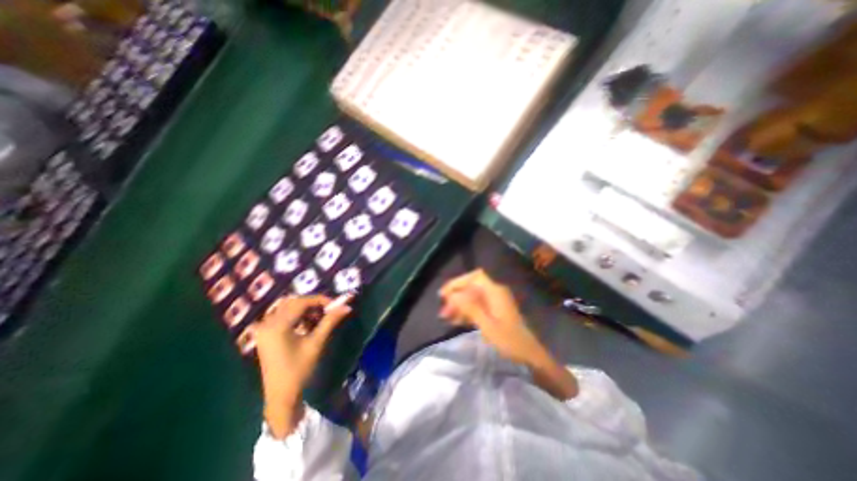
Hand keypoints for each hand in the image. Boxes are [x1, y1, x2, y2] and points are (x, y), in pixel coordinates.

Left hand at [251, 297, 351, 397]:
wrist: (281, 396)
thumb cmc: (299, 370)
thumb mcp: (316, 343)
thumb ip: (330, 321)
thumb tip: (347, 307)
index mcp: (278, 326)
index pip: (301, 302)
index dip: (320, 300)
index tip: (335, 304)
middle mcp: (268, 324)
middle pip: (294, 302)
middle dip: (313, 304)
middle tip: (328, 310)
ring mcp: (264, 329)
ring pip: (288, 308)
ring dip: (306, 309)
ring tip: (319, 319)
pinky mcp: (265, 334)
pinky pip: (283, 316)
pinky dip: (297, 316)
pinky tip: (308, 326)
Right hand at [437, 270, 544, 364]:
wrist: (530, 356)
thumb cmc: (509, 341)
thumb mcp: (487, 325)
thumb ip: (470, 307)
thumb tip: (452, 295)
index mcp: (495, 292)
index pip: (475, 277)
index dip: (458, 282)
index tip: (444, 294)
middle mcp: (495, 292)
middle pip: (471, 287)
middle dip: (456, 297)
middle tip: (443, 312)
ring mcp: (495, 302)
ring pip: (472, 297)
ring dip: (459, 305)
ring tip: (446, 318)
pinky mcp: (494, 311)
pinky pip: (477, 306)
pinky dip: (466, 311)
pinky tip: (456, 321)